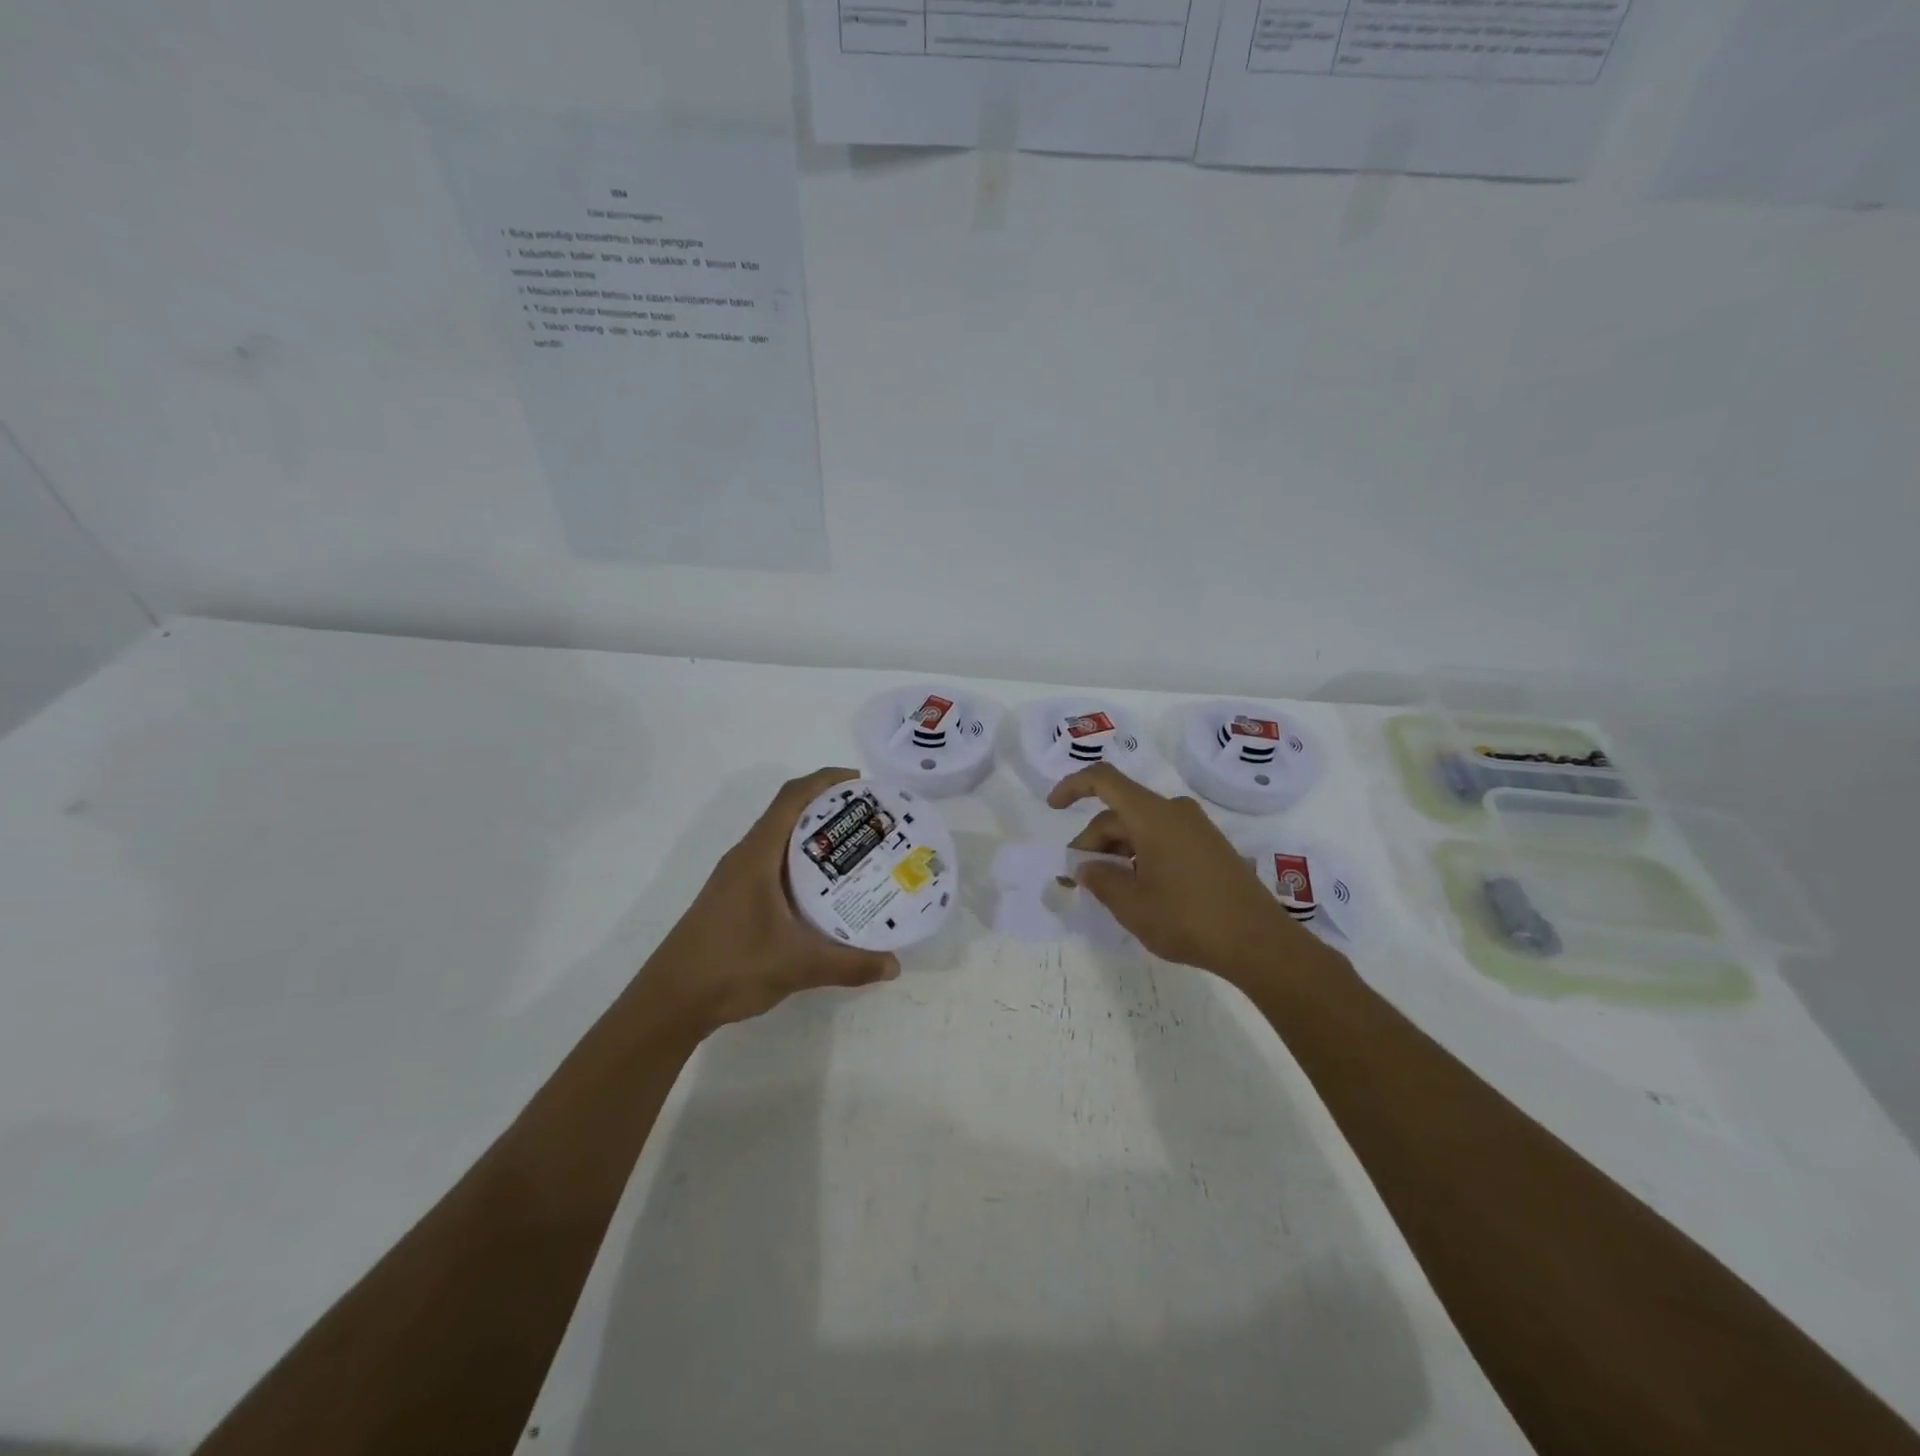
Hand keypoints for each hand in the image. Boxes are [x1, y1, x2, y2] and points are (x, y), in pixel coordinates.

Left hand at [638, 768, 901, 1035]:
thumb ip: (849, 964)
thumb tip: (895, 965)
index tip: (863, 784)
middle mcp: (746, 857)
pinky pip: (775, 865)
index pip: (792, 798)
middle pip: (789, 813)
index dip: (826, 781)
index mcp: (757, 855)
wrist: (670, 1001)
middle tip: (871, 822)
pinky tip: (825, 892)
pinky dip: (803, 865)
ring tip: (858, 852)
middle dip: (830, 809)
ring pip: (781, 841)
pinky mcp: (735, 899)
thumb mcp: (798, 965)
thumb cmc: (731, 966)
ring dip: (816, 838)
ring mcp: (737, 878)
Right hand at [1049, 762, 1315, 980]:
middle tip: (1075, 881)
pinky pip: (1161, 839)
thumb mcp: (1131, 904)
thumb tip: (1085, 867)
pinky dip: (1139, 857)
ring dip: (1115, 854)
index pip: (1104, 780)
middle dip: (1091, 844)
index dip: (1073, 786)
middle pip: (1119, 814)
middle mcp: (1174, 812)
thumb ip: (1099, 880)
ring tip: (1103, 891)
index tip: (1053, 808)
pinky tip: (1135, 889)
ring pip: (1140, 829)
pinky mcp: (1208, 848)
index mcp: (1153, 814)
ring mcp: (1195, 829)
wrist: (1259, 942)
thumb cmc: (1187, 918)